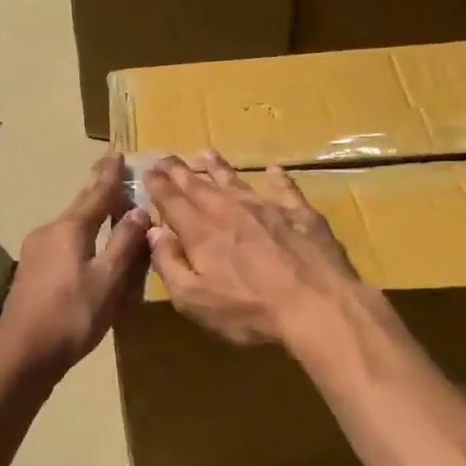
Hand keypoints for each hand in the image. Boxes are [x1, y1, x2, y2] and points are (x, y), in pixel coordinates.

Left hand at [0, 154, 149, 375]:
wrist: (23, 353)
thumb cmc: (71, 316)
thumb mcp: (107, 281)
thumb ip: (124, 245)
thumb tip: (139, 211)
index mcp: (70, 229)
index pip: (96, 193)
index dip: (110, 174)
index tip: (118, 152)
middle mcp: (49, 231)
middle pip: (80, 206)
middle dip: (98, 190)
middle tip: (112, 170)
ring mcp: (35, 251)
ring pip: (70, 226)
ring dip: (90, 216)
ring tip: (108, 210)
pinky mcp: (31, 271)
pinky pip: (62, 244)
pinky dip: (81, 238)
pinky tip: (88, 248)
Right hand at [143, 151, 362, 347]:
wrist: (317, 307)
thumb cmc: (249, 312)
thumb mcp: (194, 300)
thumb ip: (169, 264)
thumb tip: (153, 232)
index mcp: (201, 233)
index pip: (172, 202)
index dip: (158, 185)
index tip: (148, 170)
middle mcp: (230, 212)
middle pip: (199, 186)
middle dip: (180, 171)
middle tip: (166, 156)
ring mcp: (268, 209)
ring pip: (237, 181)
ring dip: (218, 167)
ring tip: (205, 153)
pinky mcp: (302, 215)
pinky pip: (286, 190)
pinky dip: (278, 179)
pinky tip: (275, 171)